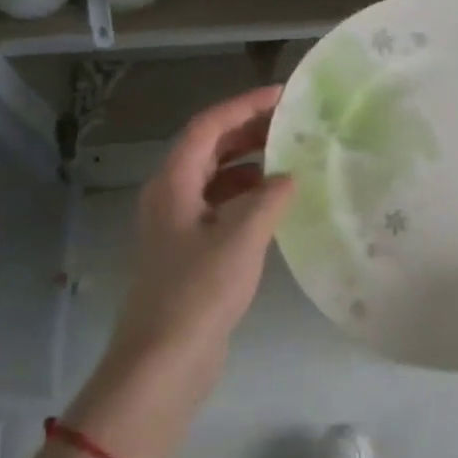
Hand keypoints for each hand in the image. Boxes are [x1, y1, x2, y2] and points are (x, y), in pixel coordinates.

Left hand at [76, 87, 294, 457]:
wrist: (164, 361)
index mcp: (173, 184)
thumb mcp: (241, 238)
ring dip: (250, 164)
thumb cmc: (199, 292)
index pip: (208, 127)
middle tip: (293, 123)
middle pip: (209, 148)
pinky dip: (248, 196)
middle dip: (249, 131)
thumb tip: (290, 176)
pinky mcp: (190, 252)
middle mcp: (170, 197)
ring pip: (215, 178)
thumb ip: (270, 199)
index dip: (244, 106)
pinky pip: (221, 207)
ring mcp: (178, 226)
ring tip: (292, 157)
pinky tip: (277, 203)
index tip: (283, 96)